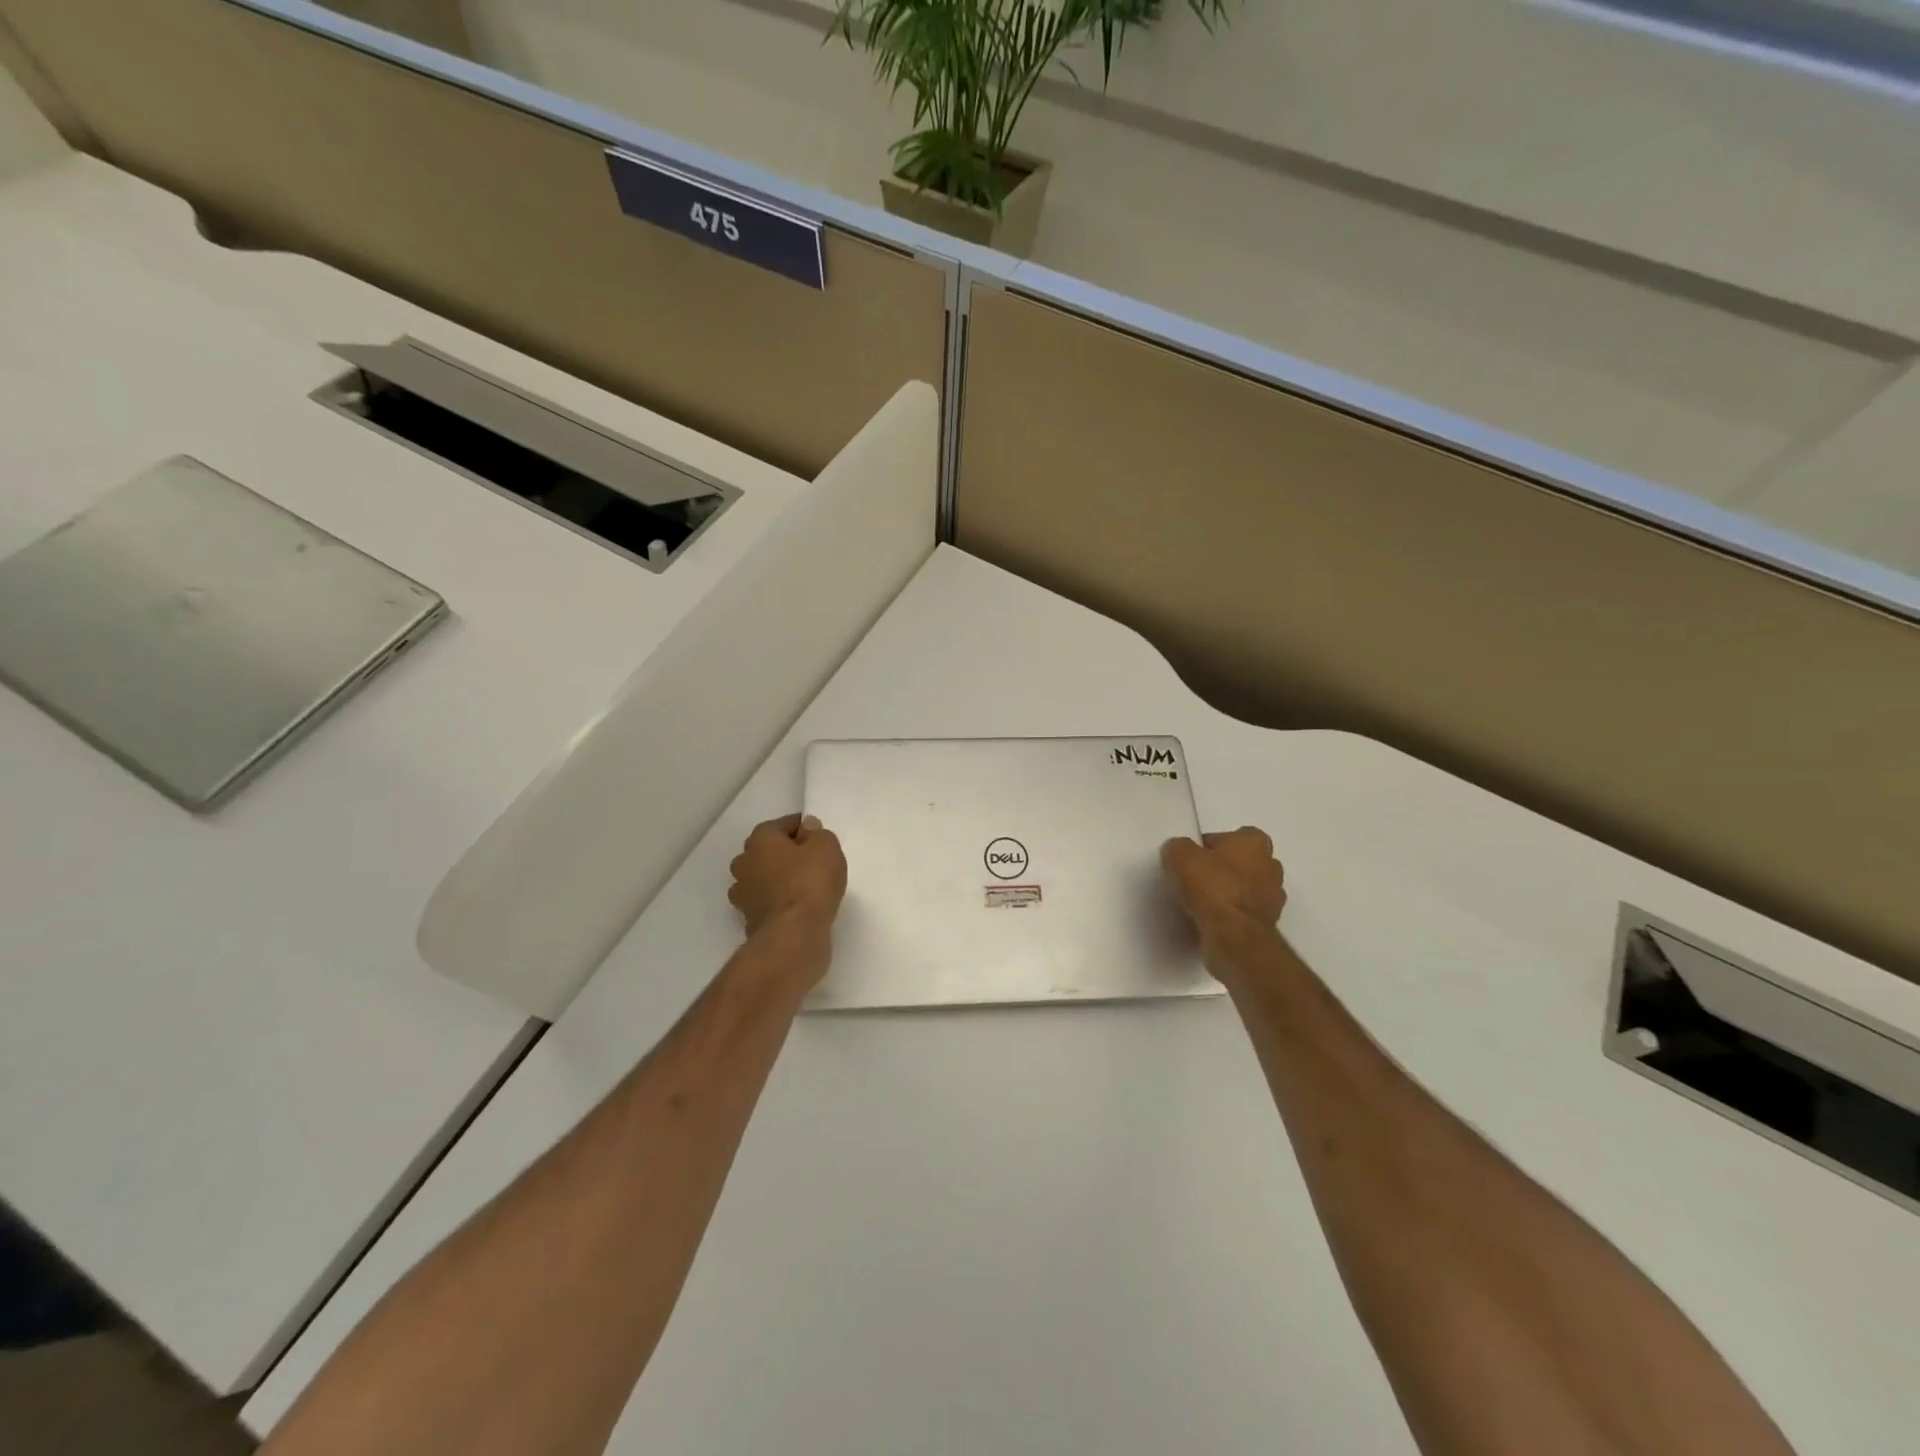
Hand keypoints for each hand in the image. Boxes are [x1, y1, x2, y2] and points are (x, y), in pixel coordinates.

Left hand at [729, 814, 846, 937]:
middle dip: (785, 854)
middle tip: (811, 862)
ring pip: (762, 878)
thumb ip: (817, 833)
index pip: (782, 825)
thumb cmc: (810, 882)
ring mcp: (743, 894)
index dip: (803, 829)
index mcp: (760, 840)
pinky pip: (765, 903)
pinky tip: (796, 908)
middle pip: (766, 851)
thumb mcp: (826, 847)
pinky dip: (777, 903)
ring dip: (778, 880)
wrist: (793, 934)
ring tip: (804, 887)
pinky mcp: (748, 920)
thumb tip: (807, 828)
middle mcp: (744, 863)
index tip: (819, 839)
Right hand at [1161, 827, 1286, 964]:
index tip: (1190, 860)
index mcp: (1255, 841)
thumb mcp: (1179, 855)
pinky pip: (1242, 912)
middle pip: (1239, 863)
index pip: (1228, 837)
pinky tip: (1209, 920)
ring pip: (1243, 889)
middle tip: (1194, 879)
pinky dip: (1229, 915)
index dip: (1207, 847)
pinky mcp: (1267, 924)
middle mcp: (1271, 865)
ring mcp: (1273, 897)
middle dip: (1221, 870)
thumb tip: (1179, 852)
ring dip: (1226, 894)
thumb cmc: (1211, 886)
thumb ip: (1178, 847)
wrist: (1233, 935)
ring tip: (1199, 903)